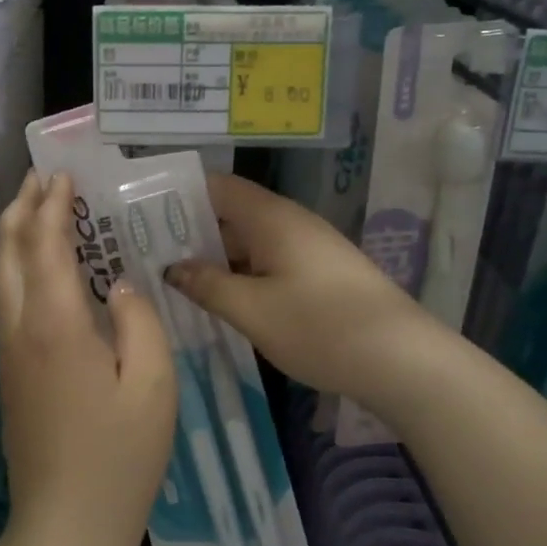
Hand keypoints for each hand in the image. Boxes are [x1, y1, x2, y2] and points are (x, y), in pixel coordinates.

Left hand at [0, 172, 176, 545]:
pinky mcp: (10, 374)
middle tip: (40, 178)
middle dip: (21, 208)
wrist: (67, 526)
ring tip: (36, 209)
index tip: (64, 175)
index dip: (53, 206)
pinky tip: (42, 269)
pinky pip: (8, 301)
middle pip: (8, 252)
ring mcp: (9, 353)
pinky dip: (19, 267)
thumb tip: (118, 284)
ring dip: (15, 235)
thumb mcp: (152, 384)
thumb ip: (139, 320)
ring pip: (1, 276)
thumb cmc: (120, 456)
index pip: (46, 245)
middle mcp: (20, 328)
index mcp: (55, 323)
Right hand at [166, 174, 436, 409]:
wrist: (403, 359)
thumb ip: (208, 284)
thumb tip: (174, 267)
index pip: (217, 186)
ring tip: (174, 278)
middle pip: (231, 213)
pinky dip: (241, 273)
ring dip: (216, 256)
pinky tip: (221, 298)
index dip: (180, 194)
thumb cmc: (320, 326)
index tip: (144, 214)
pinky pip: (269, 261)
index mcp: (271, 218)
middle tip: (149, 253)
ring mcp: (308, 248)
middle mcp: (290, 222)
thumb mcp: (252, 310)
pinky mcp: (320, 273)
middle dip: (191, 230)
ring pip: (250, 240)